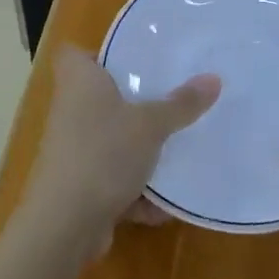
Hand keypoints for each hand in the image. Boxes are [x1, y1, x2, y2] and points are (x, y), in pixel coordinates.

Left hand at [20, 46, 219, 257]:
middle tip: (171, 97)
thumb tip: (214, 77)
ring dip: (140, 151)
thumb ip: (181, 104)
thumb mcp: (151, 125)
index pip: (76, 53)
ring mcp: (72, 151)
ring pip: (111, 141)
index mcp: (79, 82)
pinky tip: (166, 204)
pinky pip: (113, 180)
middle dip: (135, 102)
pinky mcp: (79, 186)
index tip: (134, 58)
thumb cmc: (103, 154)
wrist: (64, 225)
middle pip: (101, 97)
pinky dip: (136, 191)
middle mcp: (71, 111)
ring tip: (178, 149)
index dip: (100, 53)